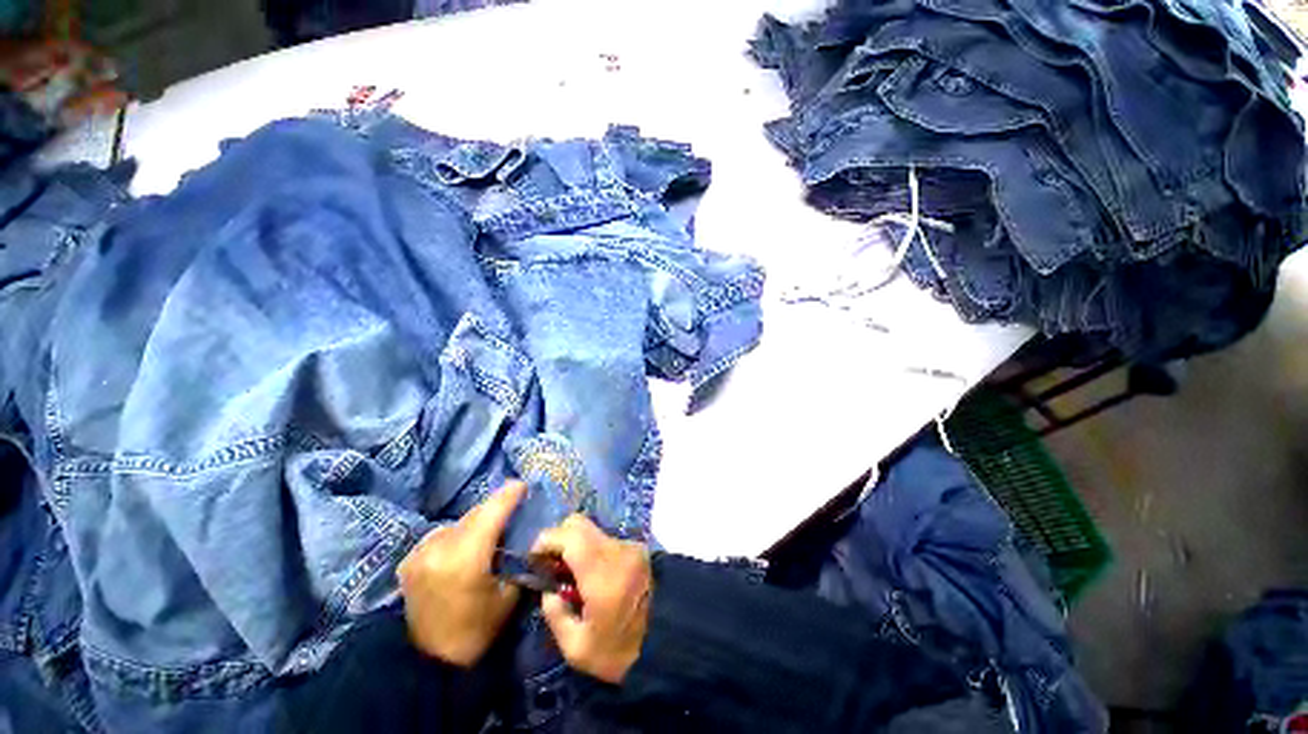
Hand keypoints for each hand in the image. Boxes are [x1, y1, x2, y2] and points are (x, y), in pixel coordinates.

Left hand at [397, 481, 525, 666]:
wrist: (425, 663)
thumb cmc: (474, 632)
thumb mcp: (507, 598)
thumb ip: (516, 562)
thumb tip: (526, 540)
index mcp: (466, 557)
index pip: (492, 512)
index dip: (509, 495)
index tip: (523, 485)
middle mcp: (440, 547)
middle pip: (474, 513)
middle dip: (495, 507)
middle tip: (513, 506)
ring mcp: (421, 552)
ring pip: (458, 522)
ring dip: (476, 521)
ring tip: (489, 531)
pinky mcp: (410, 560)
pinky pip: (441, 535)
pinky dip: (457, 534)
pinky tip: (464, 546)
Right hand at [532, 515, 651, 683]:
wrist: (670, 642)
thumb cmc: (621, 652)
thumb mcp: (577, 648)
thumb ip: (555, 614)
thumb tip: (549, 589)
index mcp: (601, 573)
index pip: (569, 535)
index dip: (545, 540)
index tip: (534, 559)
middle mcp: (617, 550)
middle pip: (579, 523)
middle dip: (558, 539)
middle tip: (551, 565)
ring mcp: (630, 546)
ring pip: (592, 530)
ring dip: (575, 544)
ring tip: (572, 574)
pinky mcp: (637, 548)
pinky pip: (606, 539)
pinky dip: (592, 549)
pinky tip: (592, 575)